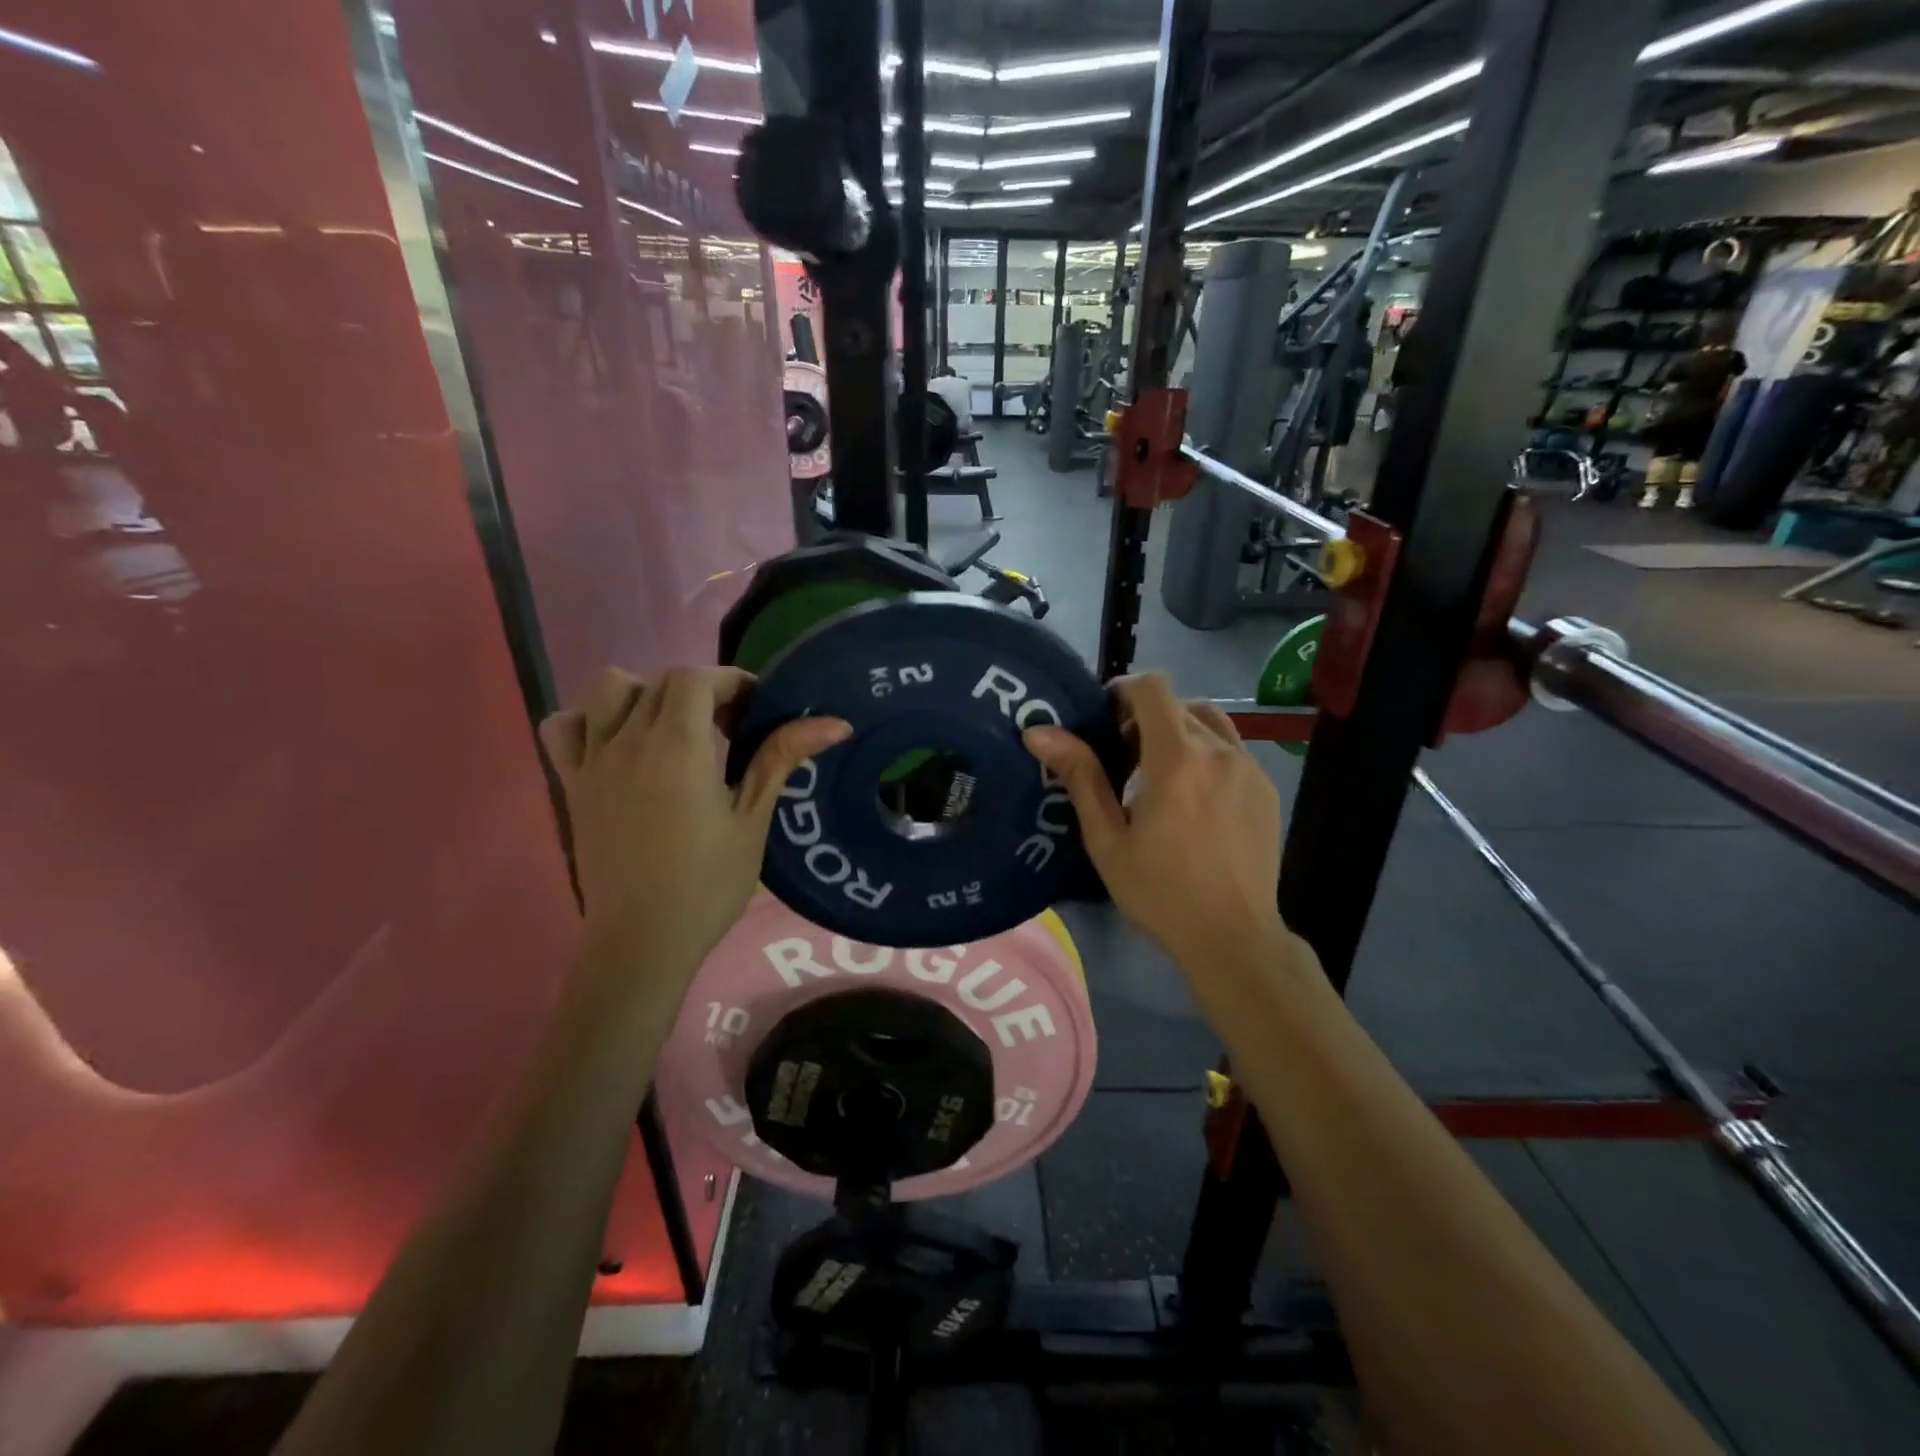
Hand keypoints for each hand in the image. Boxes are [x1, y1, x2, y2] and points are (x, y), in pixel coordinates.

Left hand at [539, 668, 849, 980]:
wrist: (642, 941)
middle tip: (729, 727)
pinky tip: (617, 743)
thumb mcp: (752, 821)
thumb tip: (835, 722)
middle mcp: (628, 742)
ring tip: (673, 729)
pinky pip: (564, 727)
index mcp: (677, 748)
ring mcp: (593, 761)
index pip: (697, 678)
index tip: (755, 710)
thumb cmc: (707, 885)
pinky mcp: (572, 784)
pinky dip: (589, 720)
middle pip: (661, 681)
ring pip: (610, 690)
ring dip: (646, 695)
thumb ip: (781, 758)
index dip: (731, 682)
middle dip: (701, 690)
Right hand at [1024, 673, 1286, 967]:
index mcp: (1177, 758)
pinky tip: (1193, 798)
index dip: (1123, 689)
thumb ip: (1080, 776)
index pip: (1152, 687)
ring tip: (1159, 774)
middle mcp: (1219, 750)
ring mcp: (1249, 768)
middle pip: (1178, 704)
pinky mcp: (1266, 788)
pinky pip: (1232, 750)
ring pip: (1210, 723)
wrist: (1233, 938)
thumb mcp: (1107, 839)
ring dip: (1179, 732)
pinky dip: (1206, 754)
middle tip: (1122, 757)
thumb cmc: (1159, 892)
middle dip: (1146, 718)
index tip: (1104, 717)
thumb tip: (1038, 732)